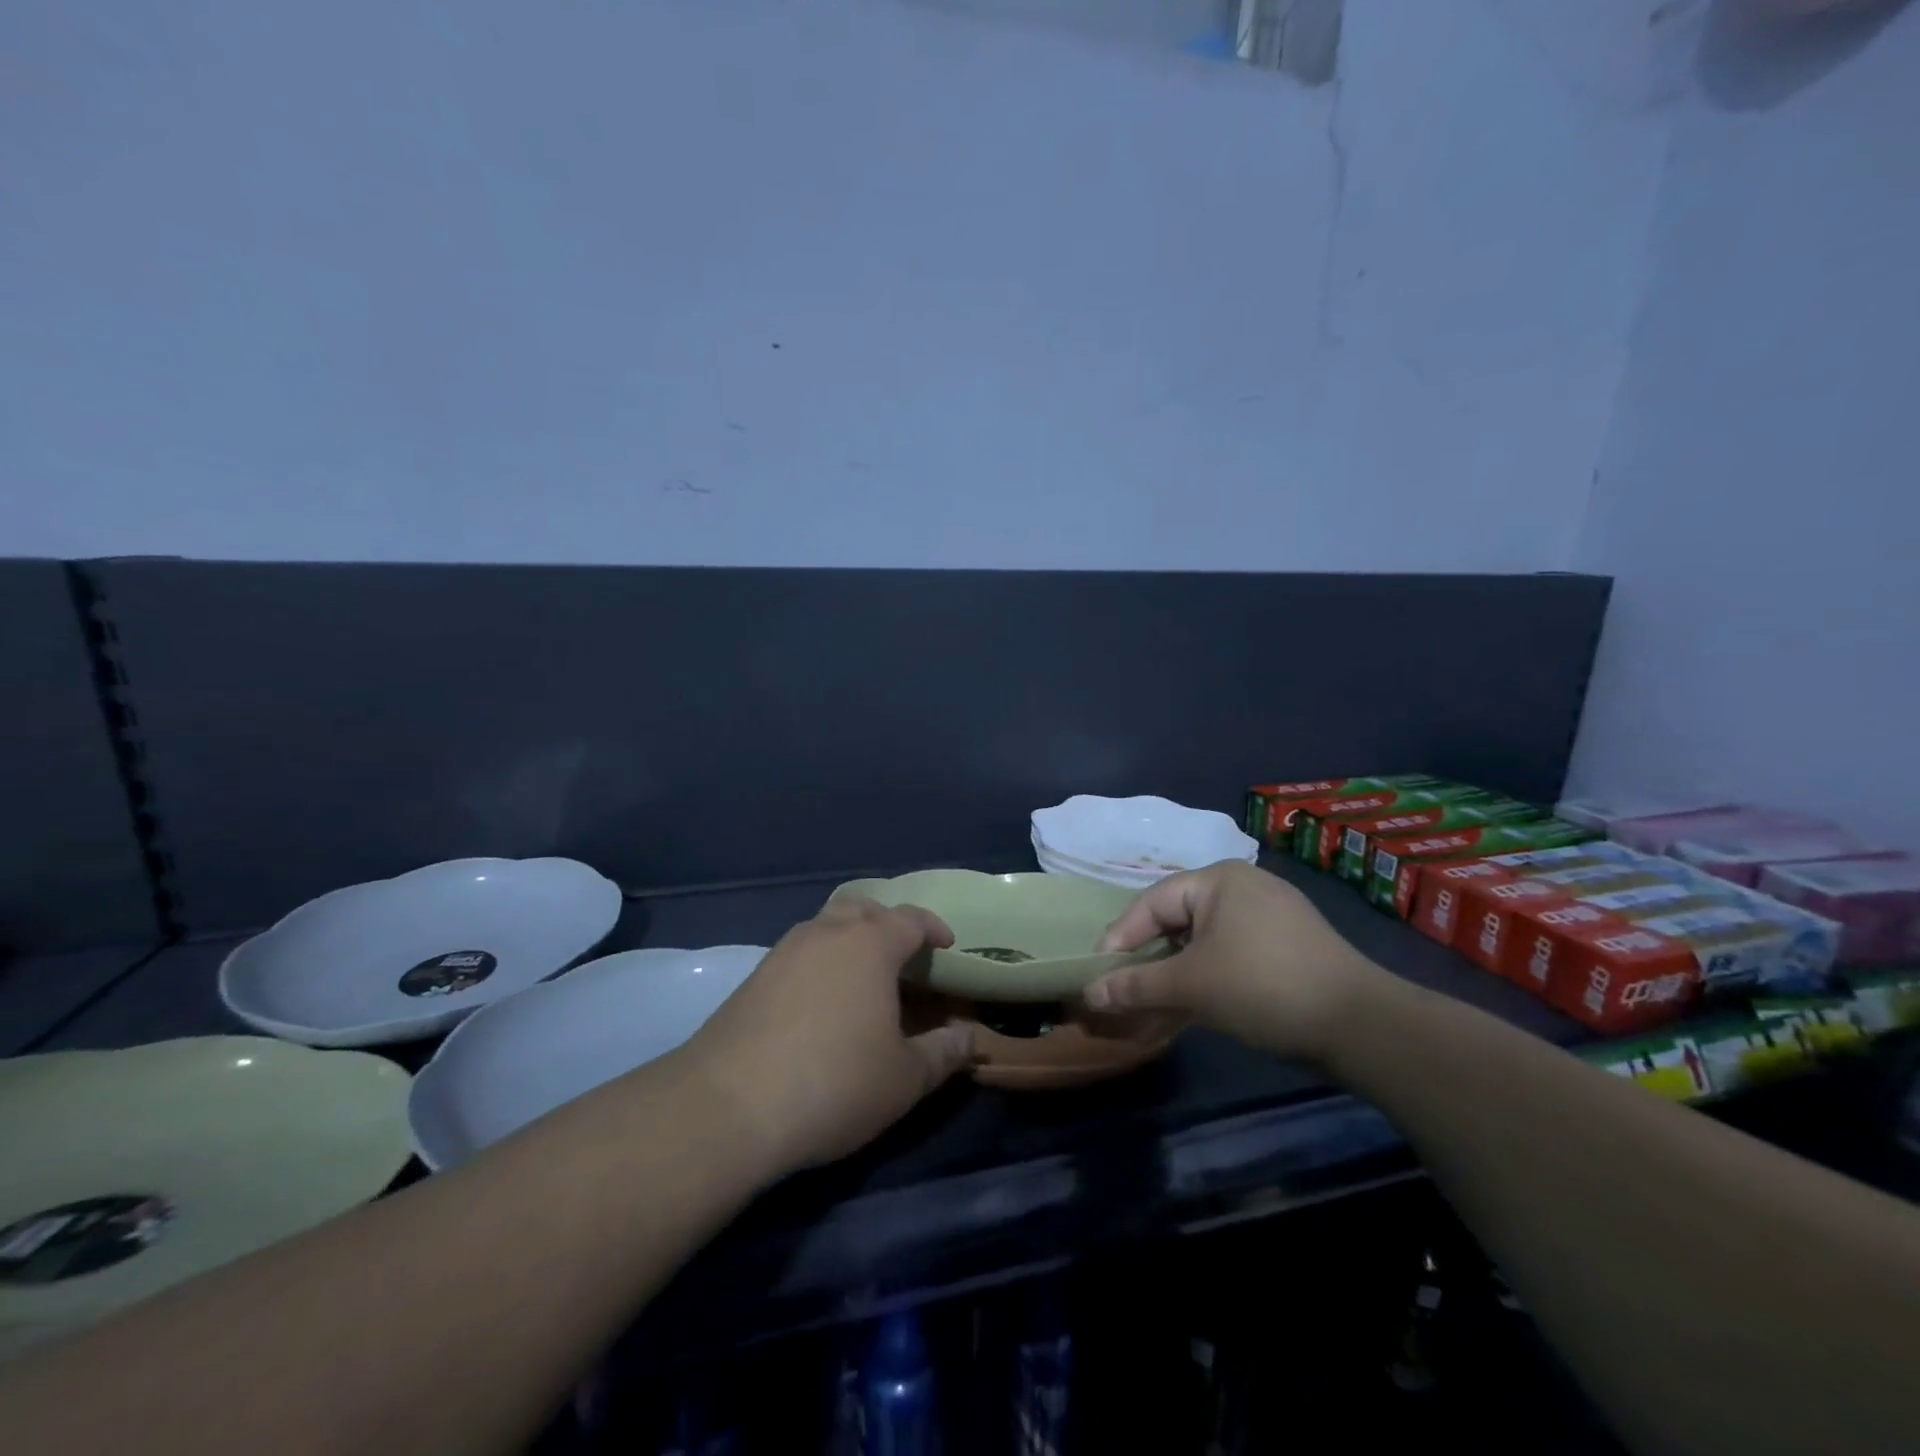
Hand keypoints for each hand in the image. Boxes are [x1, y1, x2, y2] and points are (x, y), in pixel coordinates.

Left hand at [680, 896, 973, 1172]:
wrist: (728, 1106)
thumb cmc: (834, 1083)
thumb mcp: (904, 1078)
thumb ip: (944, 1053)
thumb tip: (970, 1038)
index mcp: (870, 944)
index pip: (911, 918)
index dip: (933, 928)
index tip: (946, 945)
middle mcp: (827, 932)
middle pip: (863, 908)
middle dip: (887, 923)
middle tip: (902, 954)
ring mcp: (785, 950)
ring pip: (826, 925)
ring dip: (850, 938)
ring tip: (862, 975)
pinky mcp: (755, 975)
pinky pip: (800, 950)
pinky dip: (820, 960)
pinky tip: (821, 999)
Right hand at [1082, 861, 1390, 1064]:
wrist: (1362, 1025)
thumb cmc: (1263, 986)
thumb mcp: (1191, 985)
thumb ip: (1135, 986)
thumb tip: (1089, 994)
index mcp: (1219, 879)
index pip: (1152, 902)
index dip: (1120, 938)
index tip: (1098, 973)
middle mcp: (1244, 887)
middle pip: (1178, 918)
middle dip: (1148, 957)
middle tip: (1123, 987)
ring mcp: (1271, 916)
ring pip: (1204, 939)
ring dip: (1176, 971)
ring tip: (1154, 1002)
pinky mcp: (1289, 946)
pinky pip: (1232, 953)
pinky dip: (1207, 976)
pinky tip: (1196, 1004)